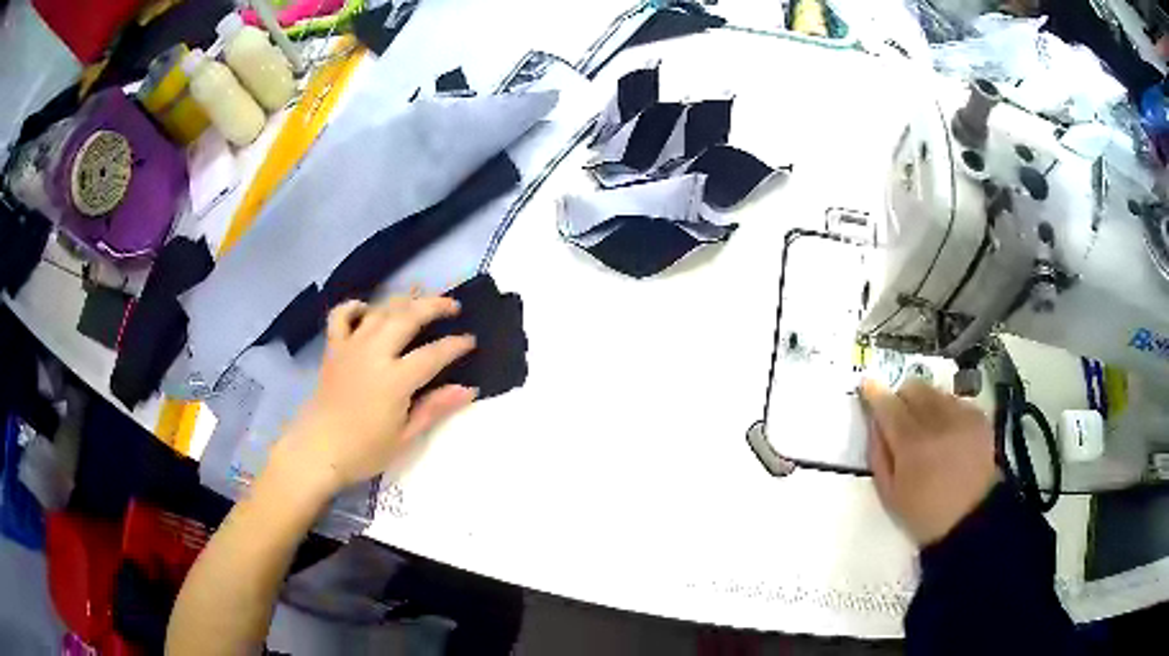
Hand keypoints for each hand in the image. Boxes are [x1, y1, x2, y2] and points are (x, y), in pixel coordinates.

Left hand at [272, 297, 476, 494]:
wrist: (317, 451)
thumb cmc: (363, 451)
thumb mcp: (405, 437)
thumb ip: (435, 408)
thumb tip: (468, 389)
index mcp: (395, 379)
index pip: (433, 354)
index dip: (455, 345)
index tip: (471, 341)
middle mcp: (374, 354)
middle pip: (408, 317)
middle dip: (434, 305)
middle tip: (453, 306)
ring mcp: (350, 347)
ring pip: (379, 310)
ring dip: (402, 300)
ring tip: (420, 296)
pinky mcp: (333, 349)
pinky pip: (341, 316)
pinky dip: (355, 306)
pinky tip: (367, 309)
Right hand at [861, 379, 997, 545]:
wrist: (972, 519)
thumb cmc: (924, 513)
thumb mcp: (889, 494)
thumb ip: (878, 455)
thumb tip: (875, 424)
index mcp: (911, 445)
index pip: (888, 405)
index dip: (875, 393)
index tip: (867, 385)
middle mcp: (937, 422)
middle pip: (914, 387)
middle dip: (902, 397)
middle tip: (900, 416)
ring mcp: (961, 416)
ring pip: (935, 391)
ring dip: (925, 403)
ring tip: (927, 427)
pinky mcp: (978, 417)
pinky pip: (956, 401)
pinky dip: (946, 410)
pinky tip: (948, 433)